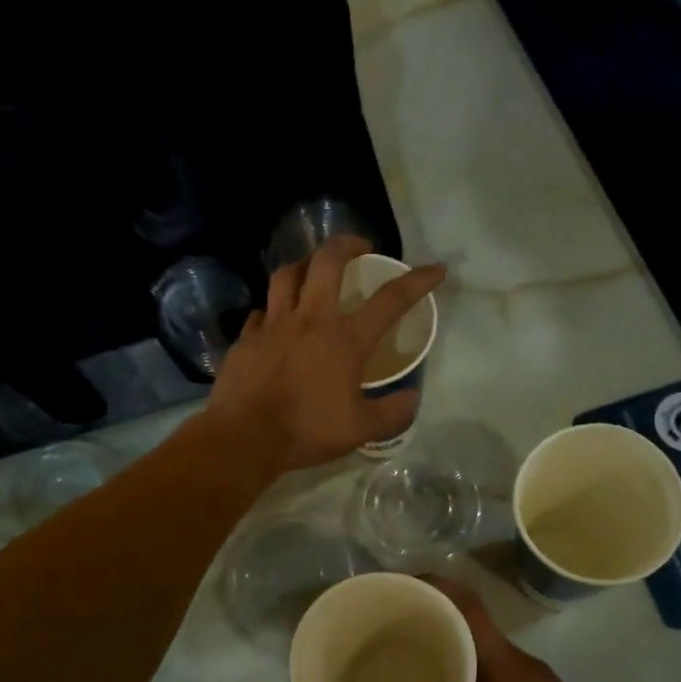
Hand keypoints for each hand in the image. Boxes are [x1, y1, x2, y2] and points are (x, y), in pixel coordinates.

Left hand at [206, 235, 445, 471]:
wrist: (245, 437)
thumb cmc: (307, 431)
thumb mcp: (361, 430)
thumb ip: (392, 413)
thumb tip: (412, 398)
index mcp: (345, 339)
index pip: (390, 300)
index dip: (418, 281)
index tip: (436, 269)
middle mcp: (310, 320)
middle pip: (328, 261)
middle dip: (348, 244)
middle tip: (360, 248)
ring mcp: (273, 325)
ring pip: (288, 275)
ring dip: (304, 265)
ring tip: (313, 271)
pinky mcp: (246, 338)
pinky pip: (261, 311)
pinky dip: (273, 310)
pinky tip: (275, 321)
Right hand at [389, 577, 649, 681]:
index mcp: (508, 670)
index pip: (471, 609)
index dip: (437, 589)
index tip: (401, 587)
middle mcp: (525, 664)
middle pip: (476, 624)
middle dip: (436, 618)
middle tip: (394, 626)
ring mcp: (539, 680)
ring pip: (488, 647)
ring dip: (454, 644)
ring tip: (414, 654)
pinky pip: (501, 667)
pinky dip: (473, 665)